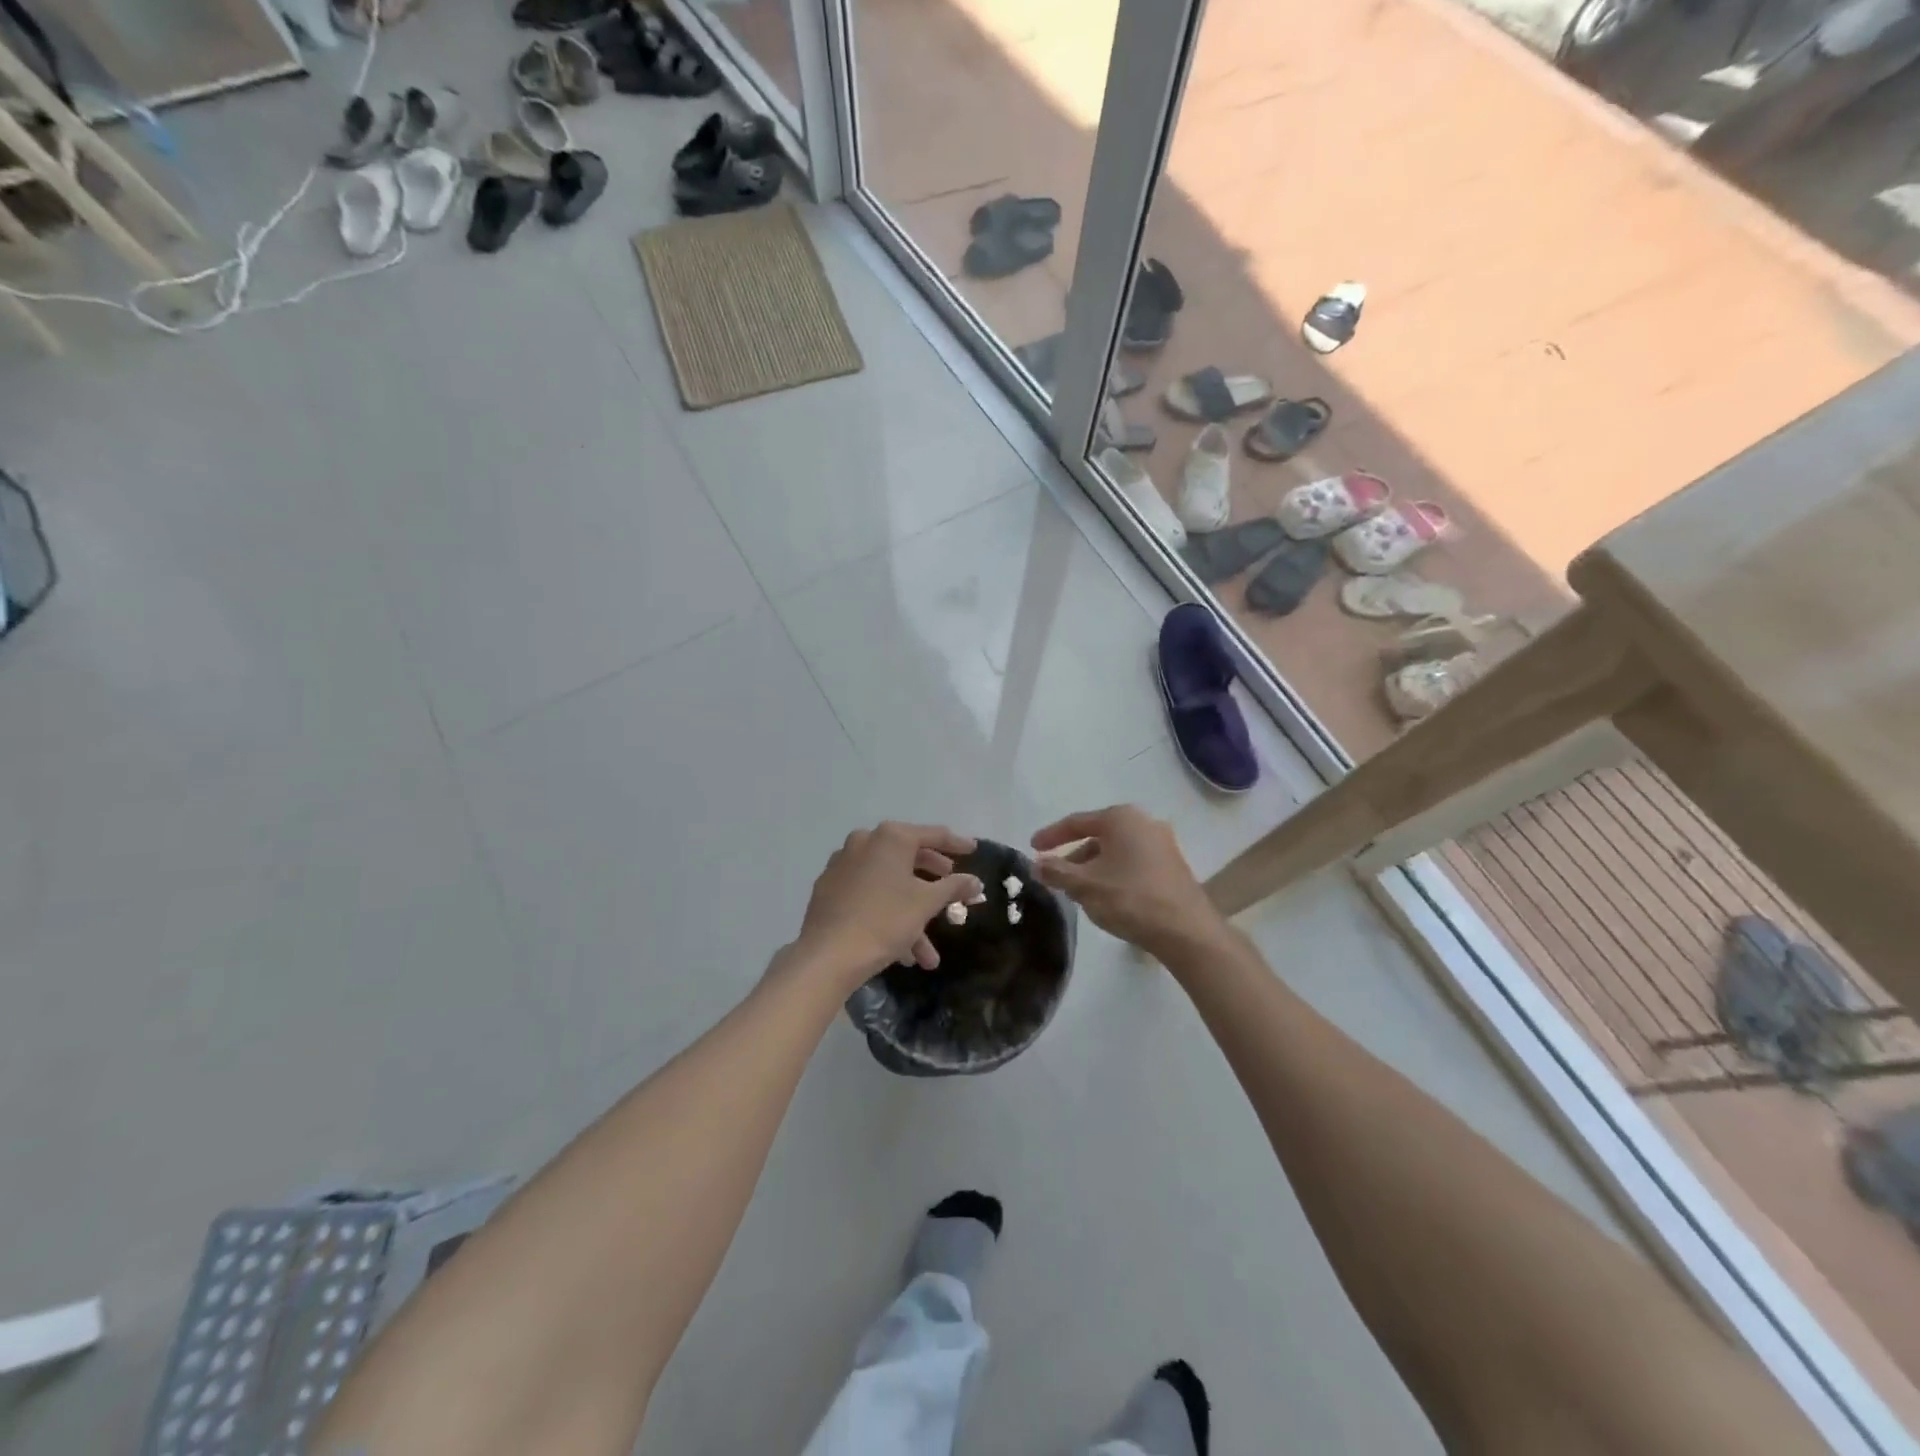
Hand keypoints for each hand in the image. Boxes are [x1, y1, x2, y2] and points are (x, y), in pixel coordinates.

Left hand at [794, 822, 981, 987]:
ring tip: (927, 954)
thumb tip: (974, 881)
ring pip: (888, 884)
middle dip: (933, 882)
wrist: (828, 955)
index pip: (933, 835)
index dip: (956, 844)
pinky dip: (887, 913)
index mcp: (890, 837)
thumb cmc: (884, 920)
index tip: (973, 849)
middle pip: (908, 857)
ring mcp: (842, 864)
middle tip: (951, 889)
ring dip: (911, 914)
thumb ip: (954, 887)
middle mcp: (864, 842)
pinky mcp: (829, 889)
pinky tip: (901, 950)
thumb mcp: (926, 903)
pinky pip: (867, 895)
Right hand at [1031, 806, 1224, 959]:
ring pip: (1116, 851)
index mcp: (1121, 818)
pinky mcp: (1172, 865)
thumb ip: (1056, 872)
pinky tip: (1106, 896)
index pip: (1076, 822)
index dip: (1051, 836)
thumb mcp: (1085, 886)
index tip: (1032, 848)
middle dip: (1074, 855)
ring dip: (1094, 867)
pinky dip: (1114, 873)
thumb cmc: (1130, 899)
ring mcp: (1162, 843)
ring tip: (1079, 891)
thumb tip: (1035, 865)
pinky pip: (1133, 862)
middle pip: (1098, 835)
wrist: (1186, 931)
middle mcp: (1143, 822)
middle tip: (1056, 874)